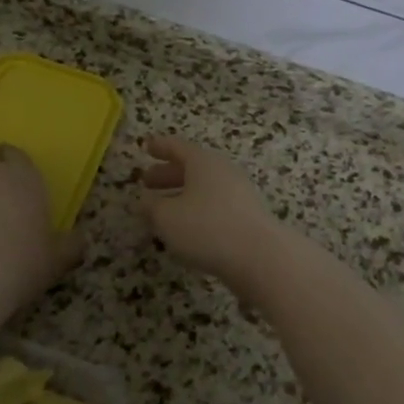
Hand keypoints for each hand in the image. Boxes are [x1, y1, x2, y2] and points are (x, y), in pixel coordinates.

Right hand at [138, 135, 283, 290]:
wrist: (260, 256)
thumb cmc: (206, 228)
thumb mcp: (167, 217)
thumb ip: (151, 207)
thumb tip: (143, 201)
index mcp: (203, 162)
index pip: (177, 147)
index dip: (160, 147)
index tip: (146, 147)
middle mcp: (223, 171)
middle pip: (191, 167)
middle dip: (167, 174)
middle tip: (147, 181)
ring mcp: (239, 194)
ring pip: (203, 188)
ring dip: (181, 195)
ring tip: (162, 209)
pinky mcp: (247, 216)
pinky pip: (215, 205)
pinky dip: (196, 210)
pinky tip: (186, 228)